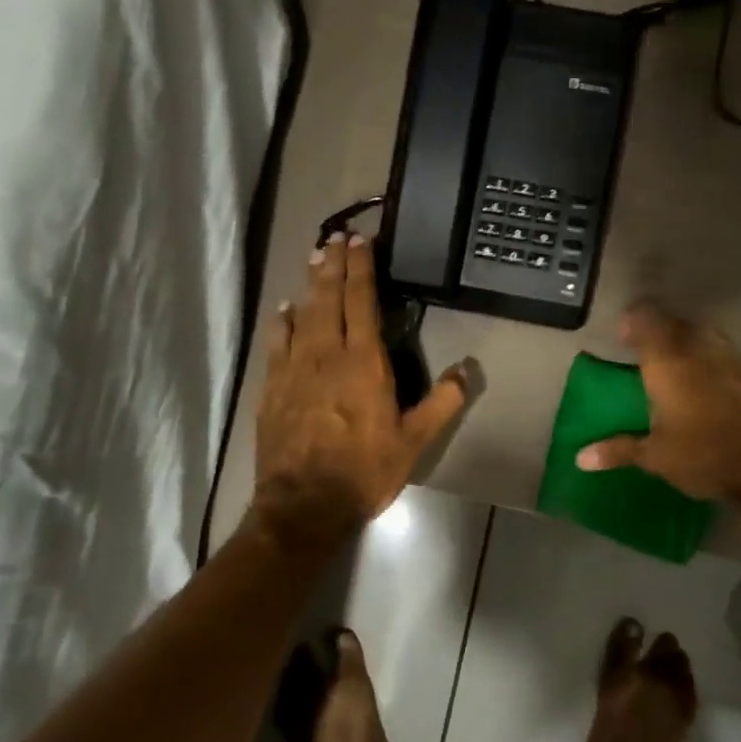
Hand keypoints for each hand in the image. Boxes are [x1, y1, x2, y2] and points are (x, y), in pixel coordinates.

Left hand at [255, 233, 466, 541]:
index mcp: (364, 362)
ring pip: (302, 313)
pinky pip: (277, 342)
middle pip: (328, 298)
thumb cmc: (364, 471)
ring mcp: (294, 368)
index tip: (360, 241)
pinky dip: (282, 321)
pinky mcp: (273, 387)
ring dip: (309, 284)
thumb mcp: (414, 442)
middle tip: (335, 237)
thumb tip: (467, 371)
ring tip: (314, 258)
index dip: (361, 268)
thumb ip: (441, 403)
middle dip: (333, 264)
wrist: (304, 503)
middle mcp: (326, 354)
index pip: (361, 301)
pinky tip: (284, 310)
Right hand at [575, 302, 740, 509]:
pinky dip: (708, 356)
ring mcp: (730, 356)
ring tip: (673, 362)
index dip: (632, 321)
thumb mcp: (656, 457)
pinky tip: (705, 378)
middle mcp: (697, 348)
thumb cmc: (706, 455)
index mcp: (668, 361)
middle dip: (657, 330)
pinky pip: (722, 350)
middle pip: (674, 322)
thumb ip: (618, 450)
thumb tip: (580, 457)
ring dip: (685, 340)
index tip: (622, 335)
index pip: (645, 319)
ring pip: (701, 333)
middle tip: (643, 350)